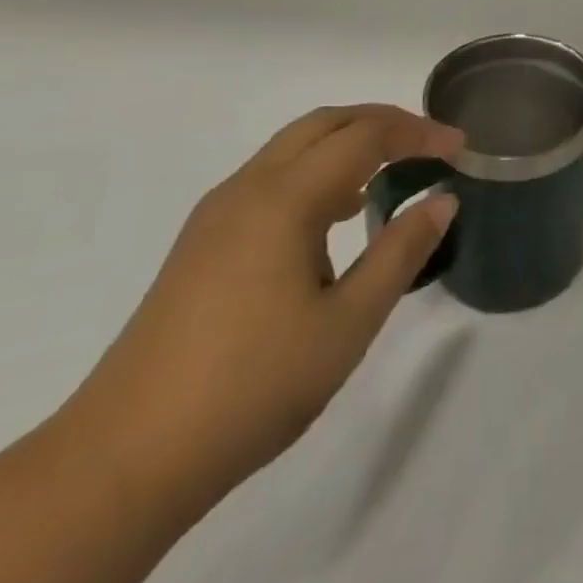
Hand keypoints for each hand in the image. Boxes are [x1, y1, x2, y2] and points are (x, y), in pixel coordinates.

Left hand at [61, 106, 461, 516]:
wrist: (123, 460)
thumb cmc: (252, 386)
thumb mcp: (348, 323)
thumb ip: (401, 251)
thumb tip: (443, 199)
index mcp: (285, 199)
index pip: (365, 136)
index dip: (418, 133)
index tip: (460, 149)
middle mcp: (248, 189)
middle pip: (325, 123)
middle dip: (383, 122)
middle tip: (430, 145)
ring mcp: (217, 214)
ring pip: (294, 147)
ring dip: (348, 143)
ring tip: (393, 171)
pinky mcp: (201, 242)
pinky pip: (271, 177)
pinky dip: (316, 171)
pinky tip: (337, 215)